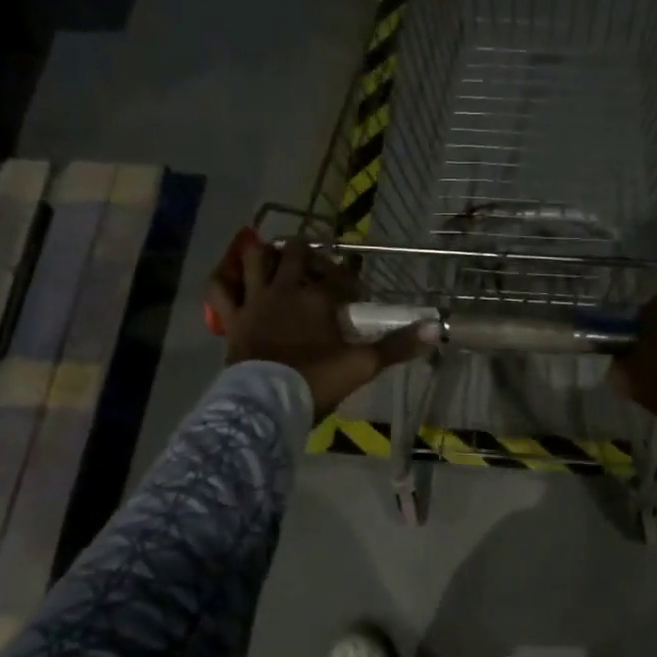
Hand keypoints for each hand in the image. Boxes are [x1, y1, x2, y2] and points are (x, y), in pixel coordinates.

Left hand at [209, 237, 426, 418]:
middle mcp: (285, 289)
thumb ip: (397, 346)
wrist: (268, 402)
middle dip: (310, 255)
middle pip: (297, 254)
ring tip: (277, 258)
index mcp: (319, 298)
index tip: (360, 296)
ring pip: (257, 259)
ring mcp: (255, 300)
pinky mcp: (233, 317)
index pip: (342, 277)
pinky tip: (230, 276)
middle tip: (319, 270)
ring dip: (267, 254)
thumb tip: (436, 328)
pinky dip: (224, 279)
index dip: (353, 282)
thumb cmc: (317, 381)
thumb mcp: (363, 365)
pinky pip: (220, 289)